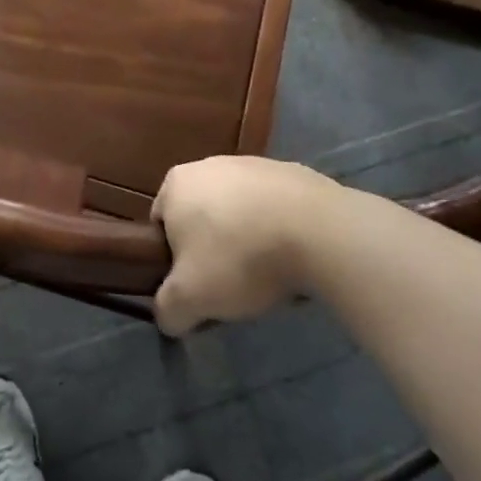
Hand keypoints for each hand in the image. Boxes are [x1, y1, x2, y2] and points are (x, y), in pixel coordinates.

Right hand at [150, 156, 371, 335]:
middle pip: (201, 216)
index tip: (195, 286)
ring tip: (268, 274)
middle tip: (230, 284)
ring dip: (247, 239)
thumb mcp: (191, 298)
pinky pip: (275, 208)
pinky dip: (279, 230)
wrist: (318, 231)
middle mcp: (209, 164)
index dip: (173, 260)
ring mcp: (254, 164)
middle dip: (212, 248)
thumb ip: (168, 309)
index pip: (161, 225)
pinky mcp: (293, 172)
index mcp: (176, 183)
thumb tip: (168, 316)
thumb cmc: (239, 258)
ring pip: (240, 211)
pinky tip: (294, 256)